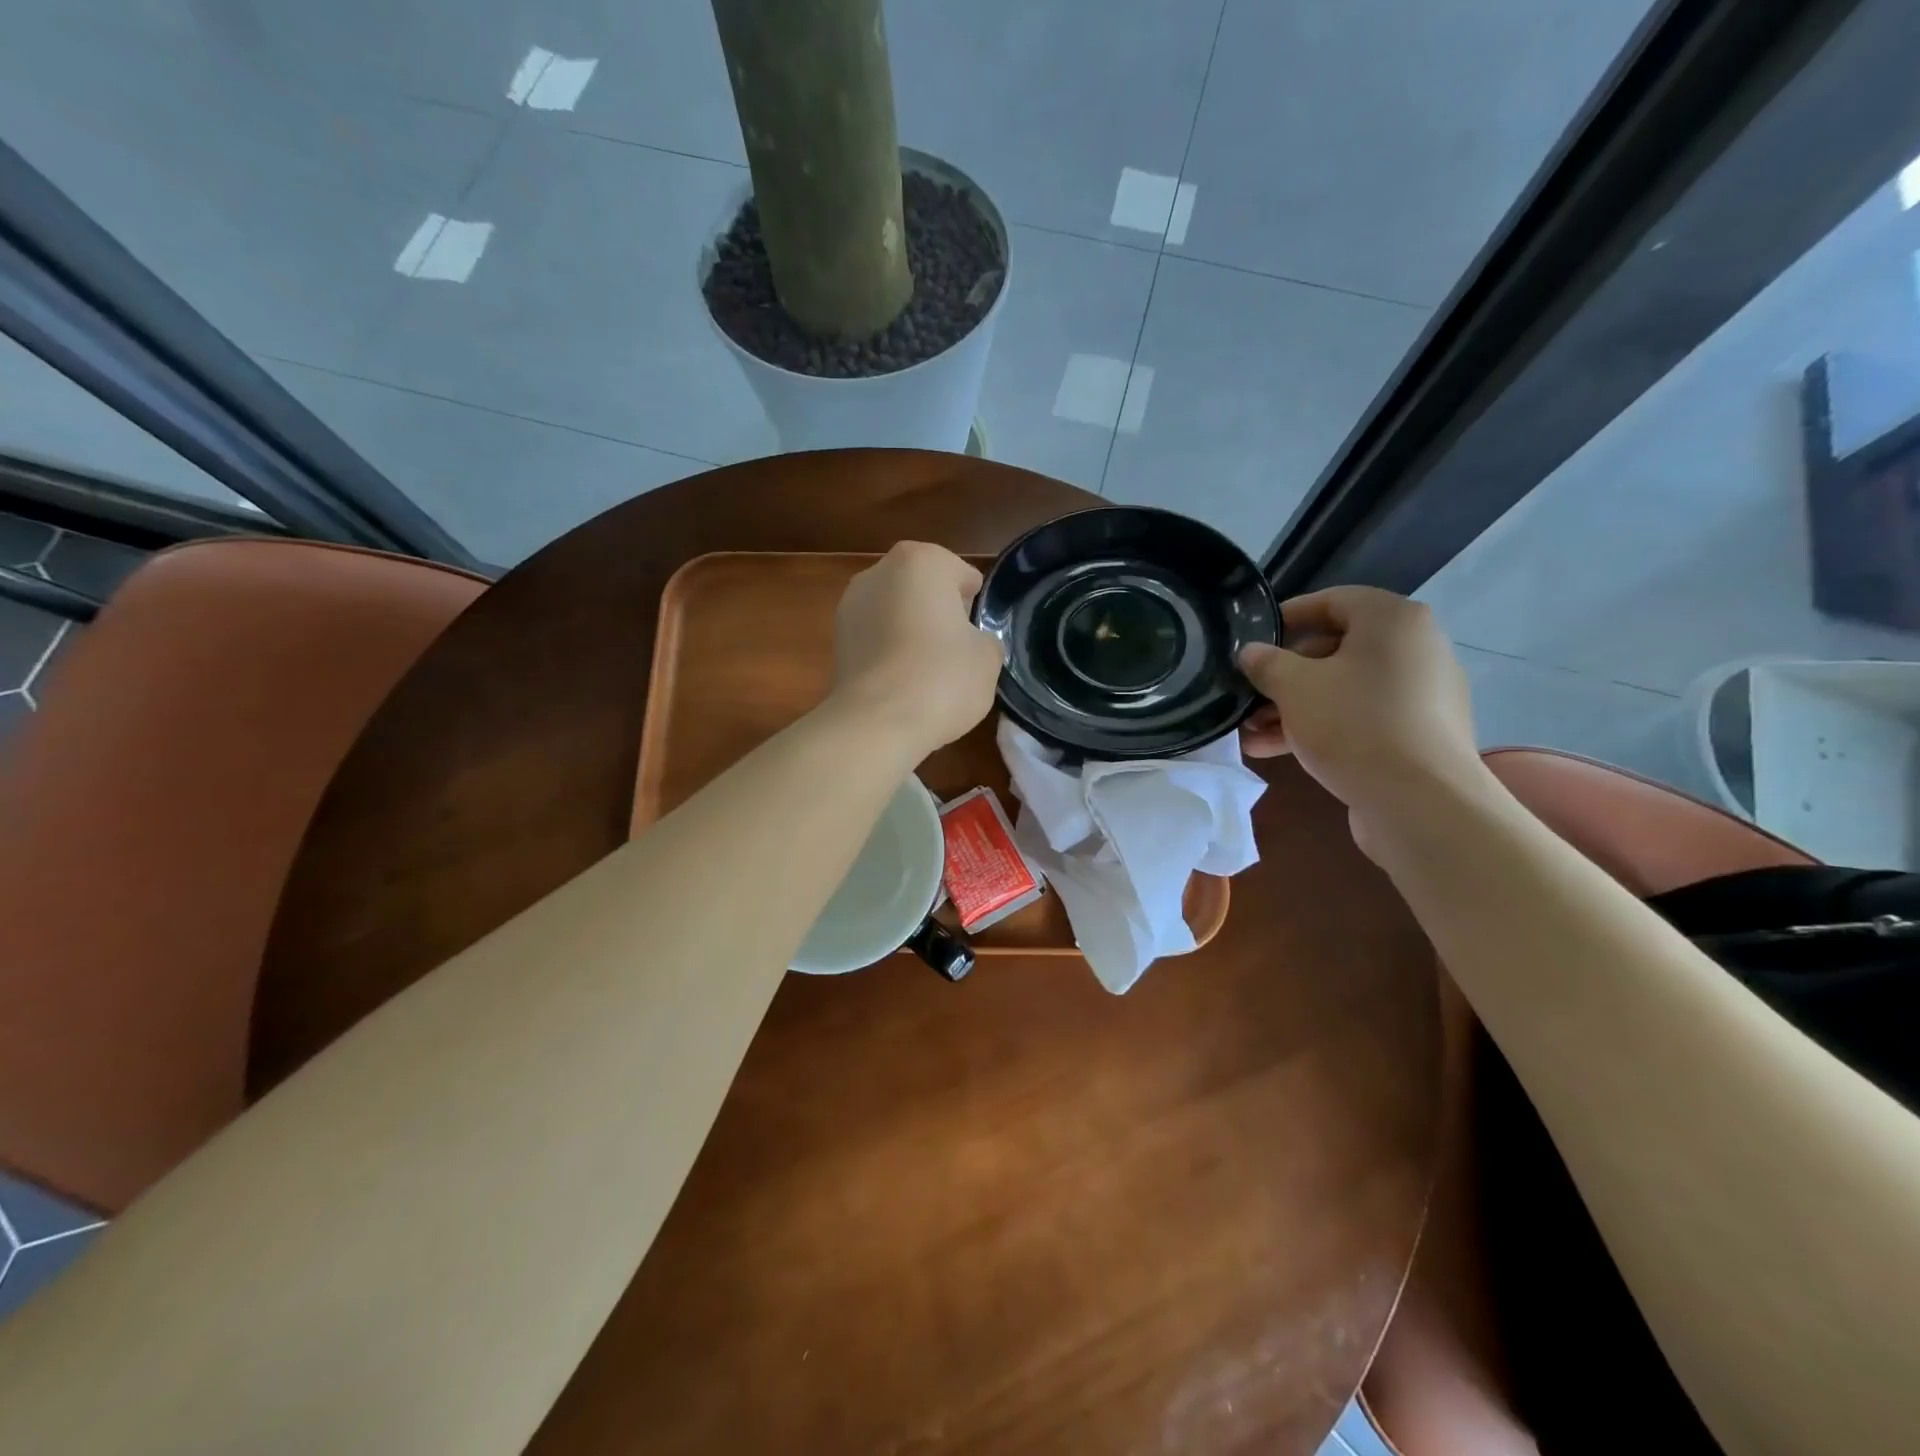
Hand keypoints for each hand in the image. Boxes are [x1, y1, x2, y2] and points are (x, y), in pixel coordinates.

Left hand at [828, 541, 1002, 759]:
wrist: (877, 722)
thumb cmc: (941, 677)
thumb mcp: (987, 657)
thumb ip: (983, 639)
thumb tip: (970, 643)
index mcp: (922, 561)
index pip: (961, 575)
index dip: (973, 603)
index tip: (976, 631)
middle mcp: (879, 572)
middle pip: (922, 588)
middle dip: (938, 611)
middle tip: (955, 649)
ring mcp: (850, 605)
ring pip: (895, 612)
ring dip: (910, 630)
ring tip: (927, 669)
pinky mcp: (836, 640)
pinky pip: (876, 638)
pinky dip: (889, 651)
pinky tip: (902, 681)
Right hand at [1238, 587, 1486, 846]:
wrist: (1421, 802)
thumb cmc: (1354, 725)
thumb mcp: (1294, 688)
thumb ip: (1266, 663)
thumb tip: (1251, 653)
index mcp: (1393, 620)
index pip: (1332, 601)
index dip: (1287, 618)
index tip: (1252, 640)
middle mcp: (1416, 648)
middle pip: (1336, 649)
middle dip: (1284, 675)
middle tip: (1248, 696)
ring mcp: (1421, 694)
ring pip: (1344, 688)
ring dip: (1295, 707)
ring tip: (1252, 732)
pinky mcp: (1418, 734)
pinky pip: (1361, 717)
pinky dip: (1323, 726)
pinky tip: (1279, 750)